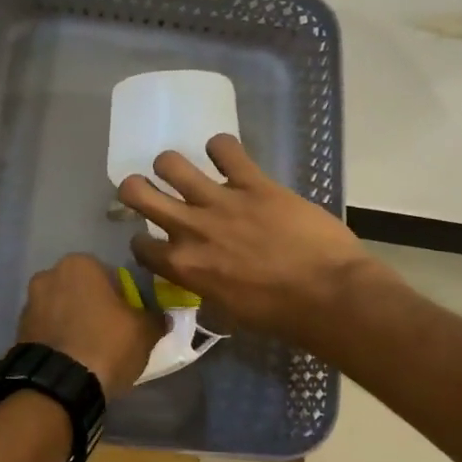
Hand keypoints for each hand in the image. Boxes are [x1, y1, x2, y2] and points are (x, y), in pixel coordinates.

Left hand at [17, 253, 165, 399]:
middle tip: (111, 334)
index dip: (123, 298)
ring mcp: (29, 302)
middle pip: (82, 290)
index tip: (129, 319)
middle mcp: (49, 274)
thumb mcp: (144, 332)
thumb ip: (155, 318)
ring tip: (90, 349)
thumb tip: (161, 317)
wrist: (59, 384)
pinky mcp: (18, 330)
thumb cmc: (106, 345)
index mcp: (80, 264)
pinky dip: (59, 338)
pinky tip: (72, 359)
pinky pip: (47, 329)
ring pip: (62, 309)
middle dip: (94, 307)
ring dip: (74, 322)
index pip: (110, 275)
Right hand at [118, 134, 373, 341]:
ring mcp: (220, 201)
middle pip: (135, 192)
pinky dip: (222, 148)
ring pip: (171, 163)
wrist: (327, 294)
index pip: (139, 245)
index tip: (155, 240)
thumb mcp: (228, 310)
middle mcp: (190, 228)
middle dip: (134, 188)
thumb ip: (204, 285)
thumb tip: (202, 277)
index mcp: (183, 265)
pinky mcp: (252, 182)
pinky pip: (225, 148)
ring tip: (185, 171)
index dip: (143, 241)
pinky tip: (228, 157)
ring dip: (172, 166)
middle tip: (148, 190)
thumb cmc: (278, 313)